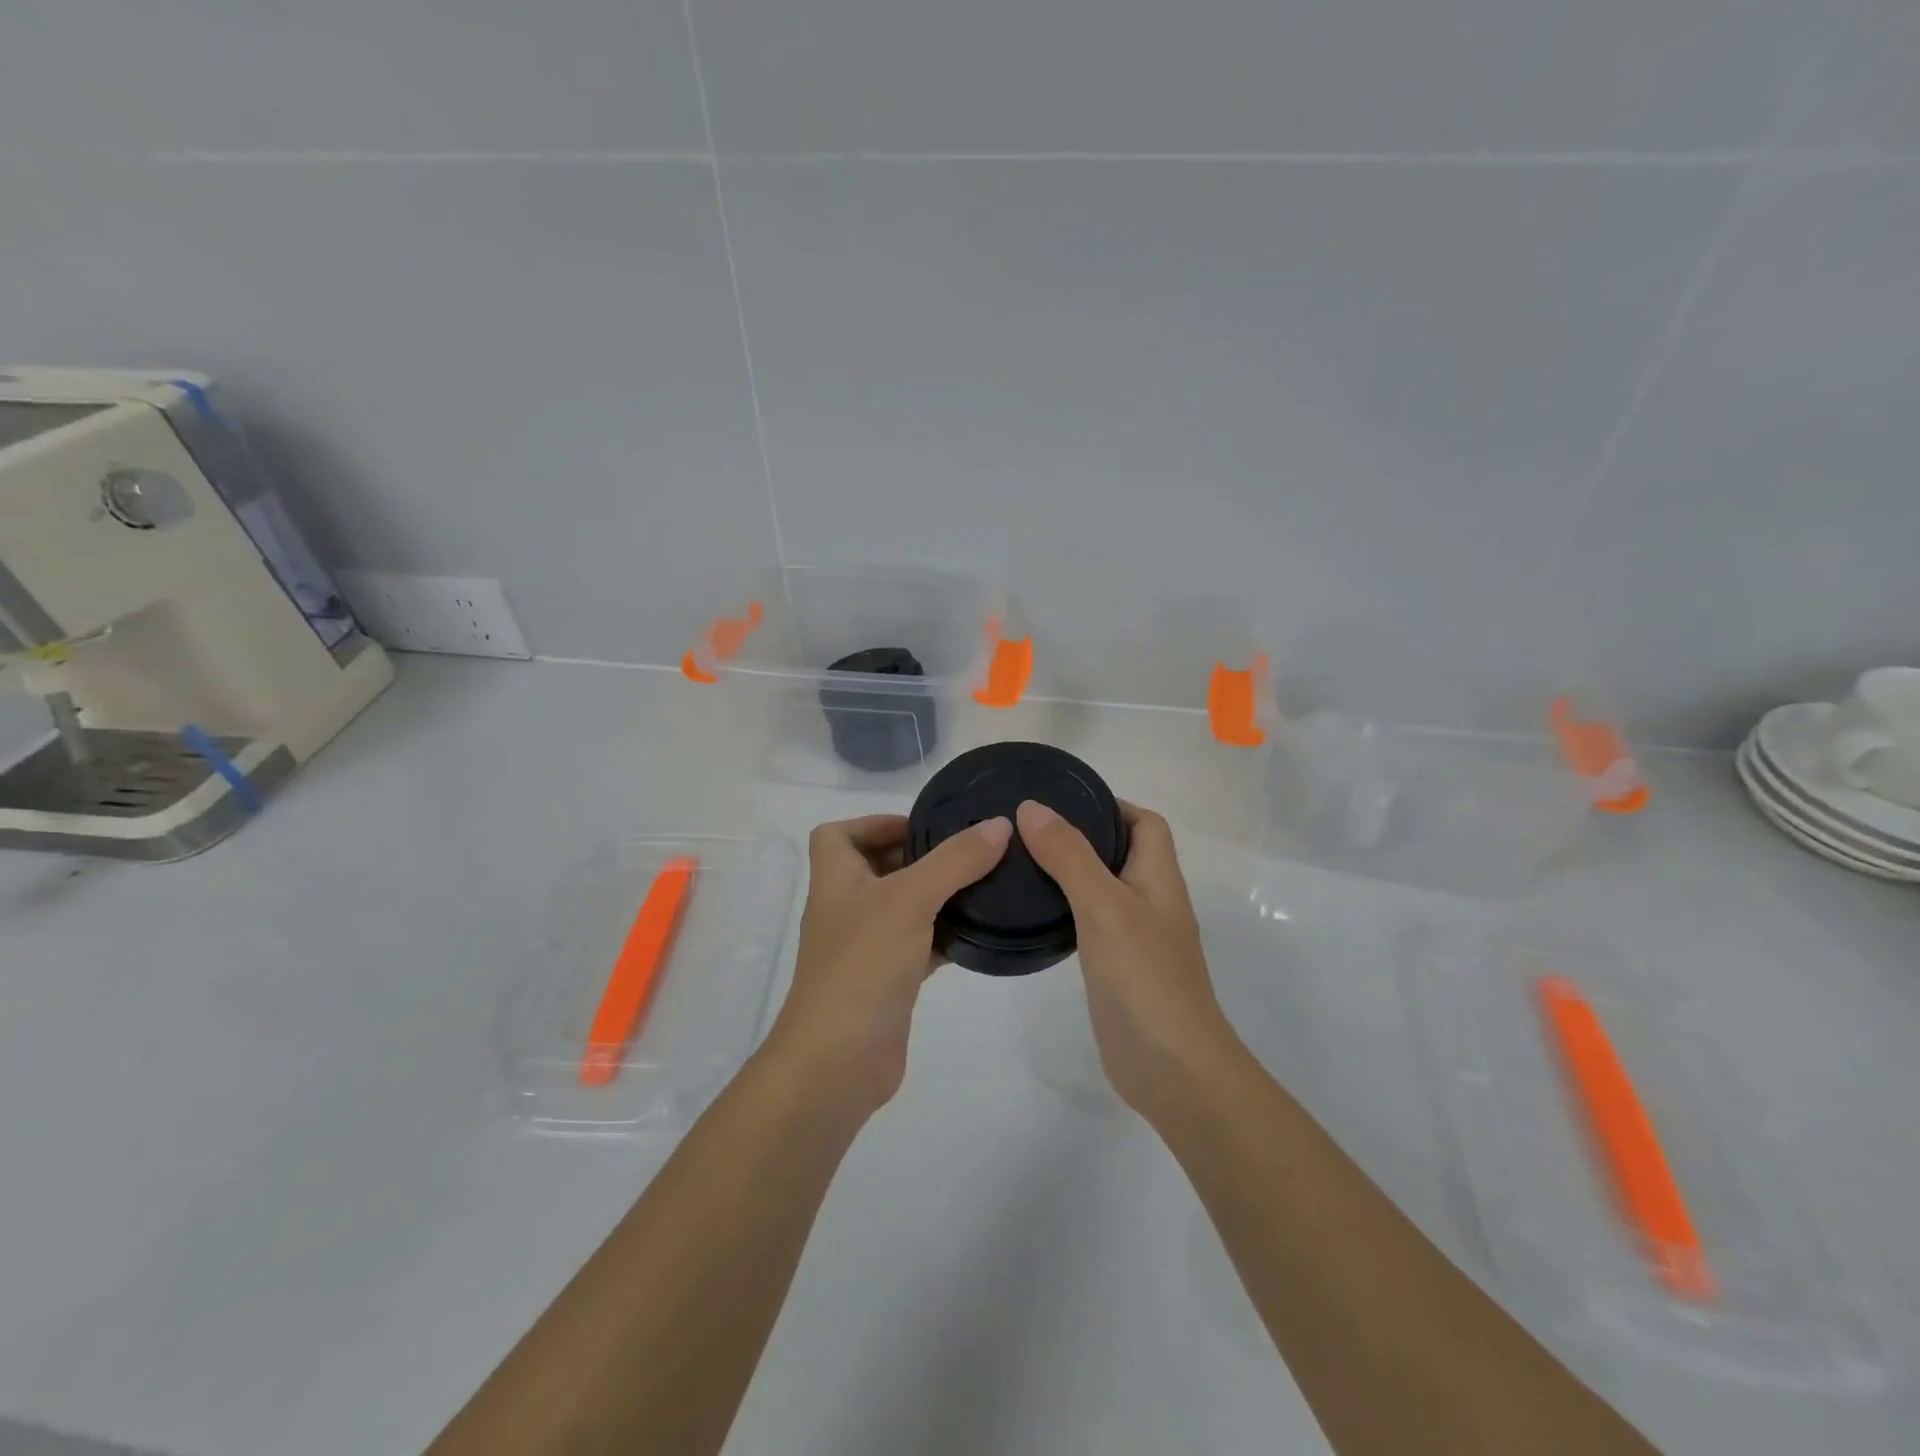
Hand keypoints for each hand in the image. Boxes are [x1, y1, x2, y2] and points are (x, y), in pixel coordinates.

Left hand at [766, 813, 1011, 1114]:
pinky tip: (978, 933)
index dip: (875, 822)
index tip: (923, 827)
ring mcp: (866, 947)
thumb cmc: (863, 965)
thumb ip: (955, 860)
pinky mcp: (887, 981)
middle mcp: (846, 908)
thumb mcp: (910, 900)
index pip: (839, 834)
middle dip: (918, 856)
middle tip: (967, 852)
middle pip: (876, 866)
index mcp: (836, 879)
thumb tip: (999, 824)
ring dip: (936, 894)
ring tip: (983, 884)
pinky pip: (918, 944)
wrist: (838, 1062)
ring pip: (902, 907)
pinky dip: (943, 935)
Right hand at [1016, 799, 1238, 1122]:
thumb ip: (1069, 856)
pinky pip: (1091, 924)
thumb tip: (1032, 807)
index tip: (1062, 802)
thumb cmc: (1144, 978)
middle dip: (1080, 836)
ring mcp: (1136, 938)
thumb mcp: (1104, 906)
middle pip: (1121, 852)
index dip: (1112, 805)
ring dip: (1070, 873)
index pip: (1145, 823)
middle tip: (1027, 831)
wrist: (1172, 1069)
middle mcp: (1152, 901)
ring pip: (1103, 889)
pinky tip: (1035, 915)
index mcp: (1159, 877)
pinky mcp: (1118, 969)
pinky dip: (1067, 910)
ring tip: (1021, 864)